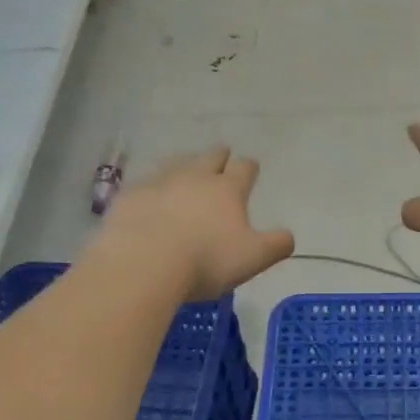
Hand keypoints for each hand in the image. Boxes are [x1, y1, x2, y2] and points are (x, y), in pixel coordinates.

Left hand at [100, 148, 293, 299]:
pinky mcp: (130, 196)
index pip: (244, 168)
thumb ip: (276, 245)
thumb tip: (289, 236)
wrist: (143, 263)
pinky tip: (150, 197)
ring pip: (176, 163)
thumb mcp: (253, 258)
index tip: (251, 168)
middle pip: (210, 157)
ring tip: (187, 168)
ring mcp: (159, 182)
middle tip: (222, 157)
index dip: (249, 167)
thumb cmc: (205, 260)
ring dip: (185, 164)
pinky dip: (153, 188)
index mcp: (227, 189)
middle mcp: (195, 177)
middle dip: (219, 156)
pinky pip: (145, 184)